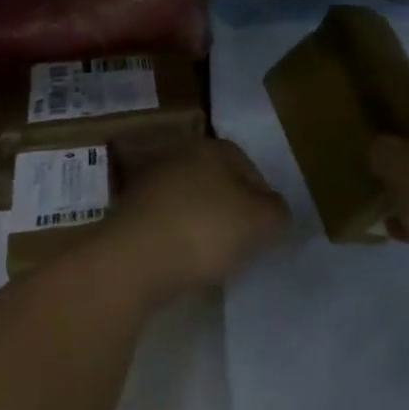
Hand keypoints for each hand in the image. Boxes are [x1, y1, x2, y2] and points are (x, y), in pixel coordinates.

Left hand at [111, 139, 290, 292]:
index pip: (249, 166)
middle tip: (245, 242)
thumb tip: (277, 211)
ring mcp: (150, 185)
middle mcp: (179, 157)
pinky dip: (180, 238)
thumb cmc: (206, 229)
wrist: (134, 258)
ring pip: (191, 202)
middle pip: (218, 183)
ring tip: (216, 257)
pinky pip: (168, 223)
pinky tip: (186, 261)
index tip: (268, 228)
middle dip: (232, 210)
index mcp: (212, 148)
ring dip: (204, 225)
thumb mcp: (259, 221)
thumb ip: (277, 212)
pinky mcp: (130, 214)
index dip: (263, 197)